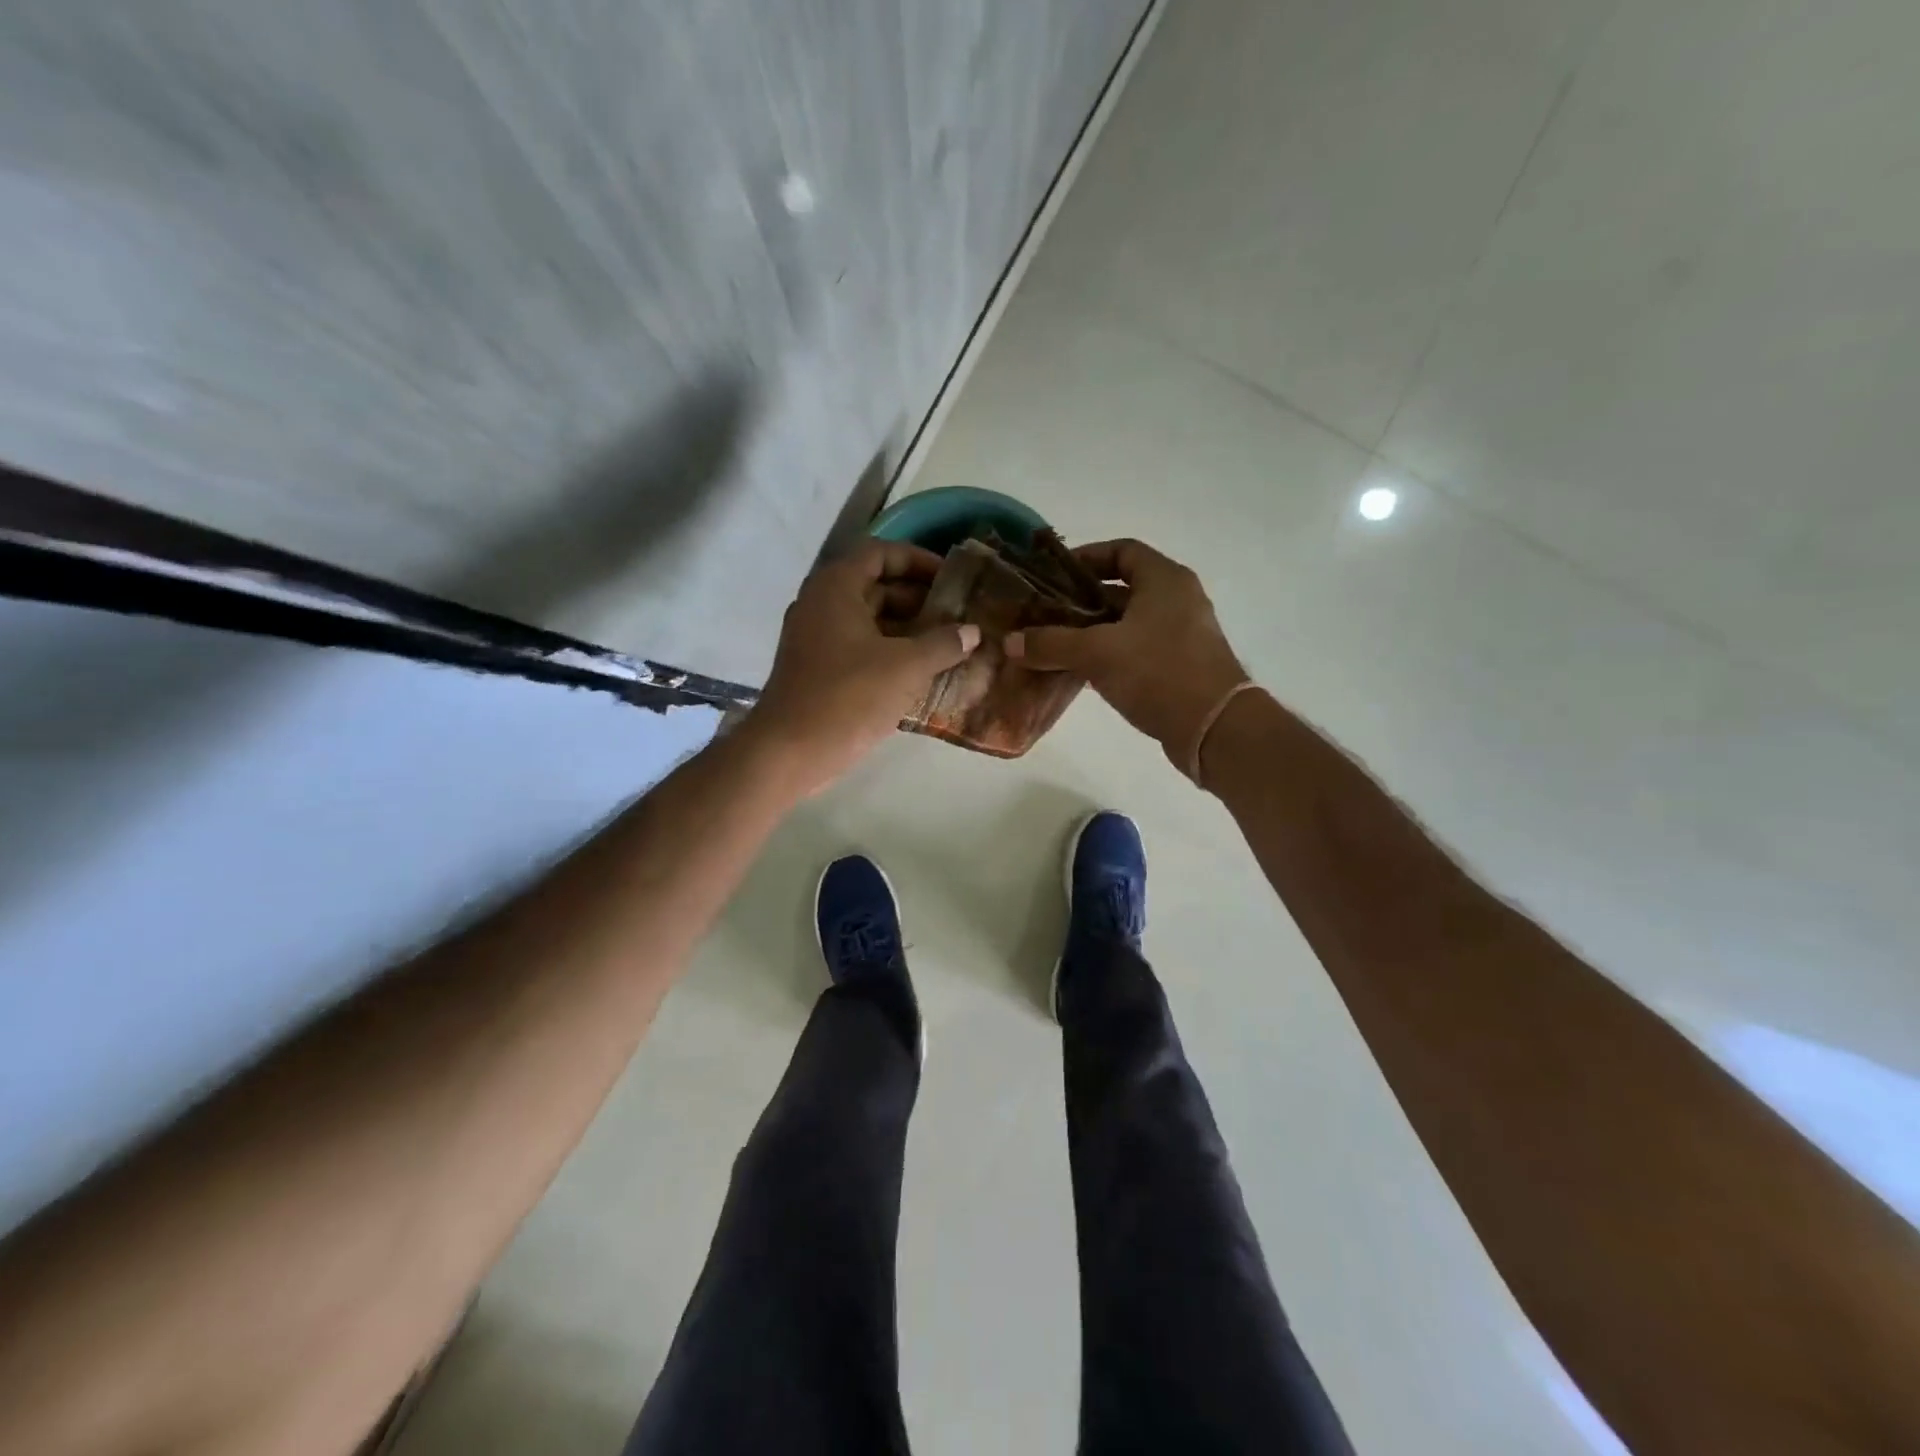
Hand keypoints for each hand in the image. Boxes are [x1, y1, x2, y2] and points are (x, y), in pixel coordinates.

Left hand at [747, 539, 980, 795]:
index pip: (881, 553)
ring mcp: (816, 638)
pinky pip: (860, 647)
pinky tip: (922, 672)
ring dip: (907, 629)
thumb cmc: (849, 696)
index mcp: (836, 587)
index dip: (919, 561)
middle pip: (876, 586)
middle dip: (919, 599)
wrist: (790, 751)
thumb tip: (972, 631)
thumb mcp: (907, 666)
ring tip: (948, 644)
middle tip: (957, 615)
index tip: (951, 578)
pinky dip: (890, 652)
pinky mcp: (817, 668)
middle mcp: (821, 604)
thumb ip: (943, 643)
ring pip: (869, 620)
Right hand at [1005, 538, 1246, 770]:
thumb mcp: (1097, 653)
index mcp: (1164, 580)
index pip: (1122, 551)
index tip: (1054, 575)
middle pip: (1121, 590)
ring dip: (1091, 633)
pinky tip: (1078, 672)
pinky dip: (1108, 656)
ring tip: (1052, 645)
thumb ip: (1051, 644)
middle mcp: (1176, 600)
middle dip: (1080, 602)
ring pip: (1126, 624)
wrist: (1215, 728)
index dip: (1086, 557)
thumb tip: (1010, 642)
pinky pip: (1136, 650)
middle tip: (1043, 615)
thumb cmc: (1158, 672)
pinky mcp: (1179, 667)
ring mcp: (1181, 635)